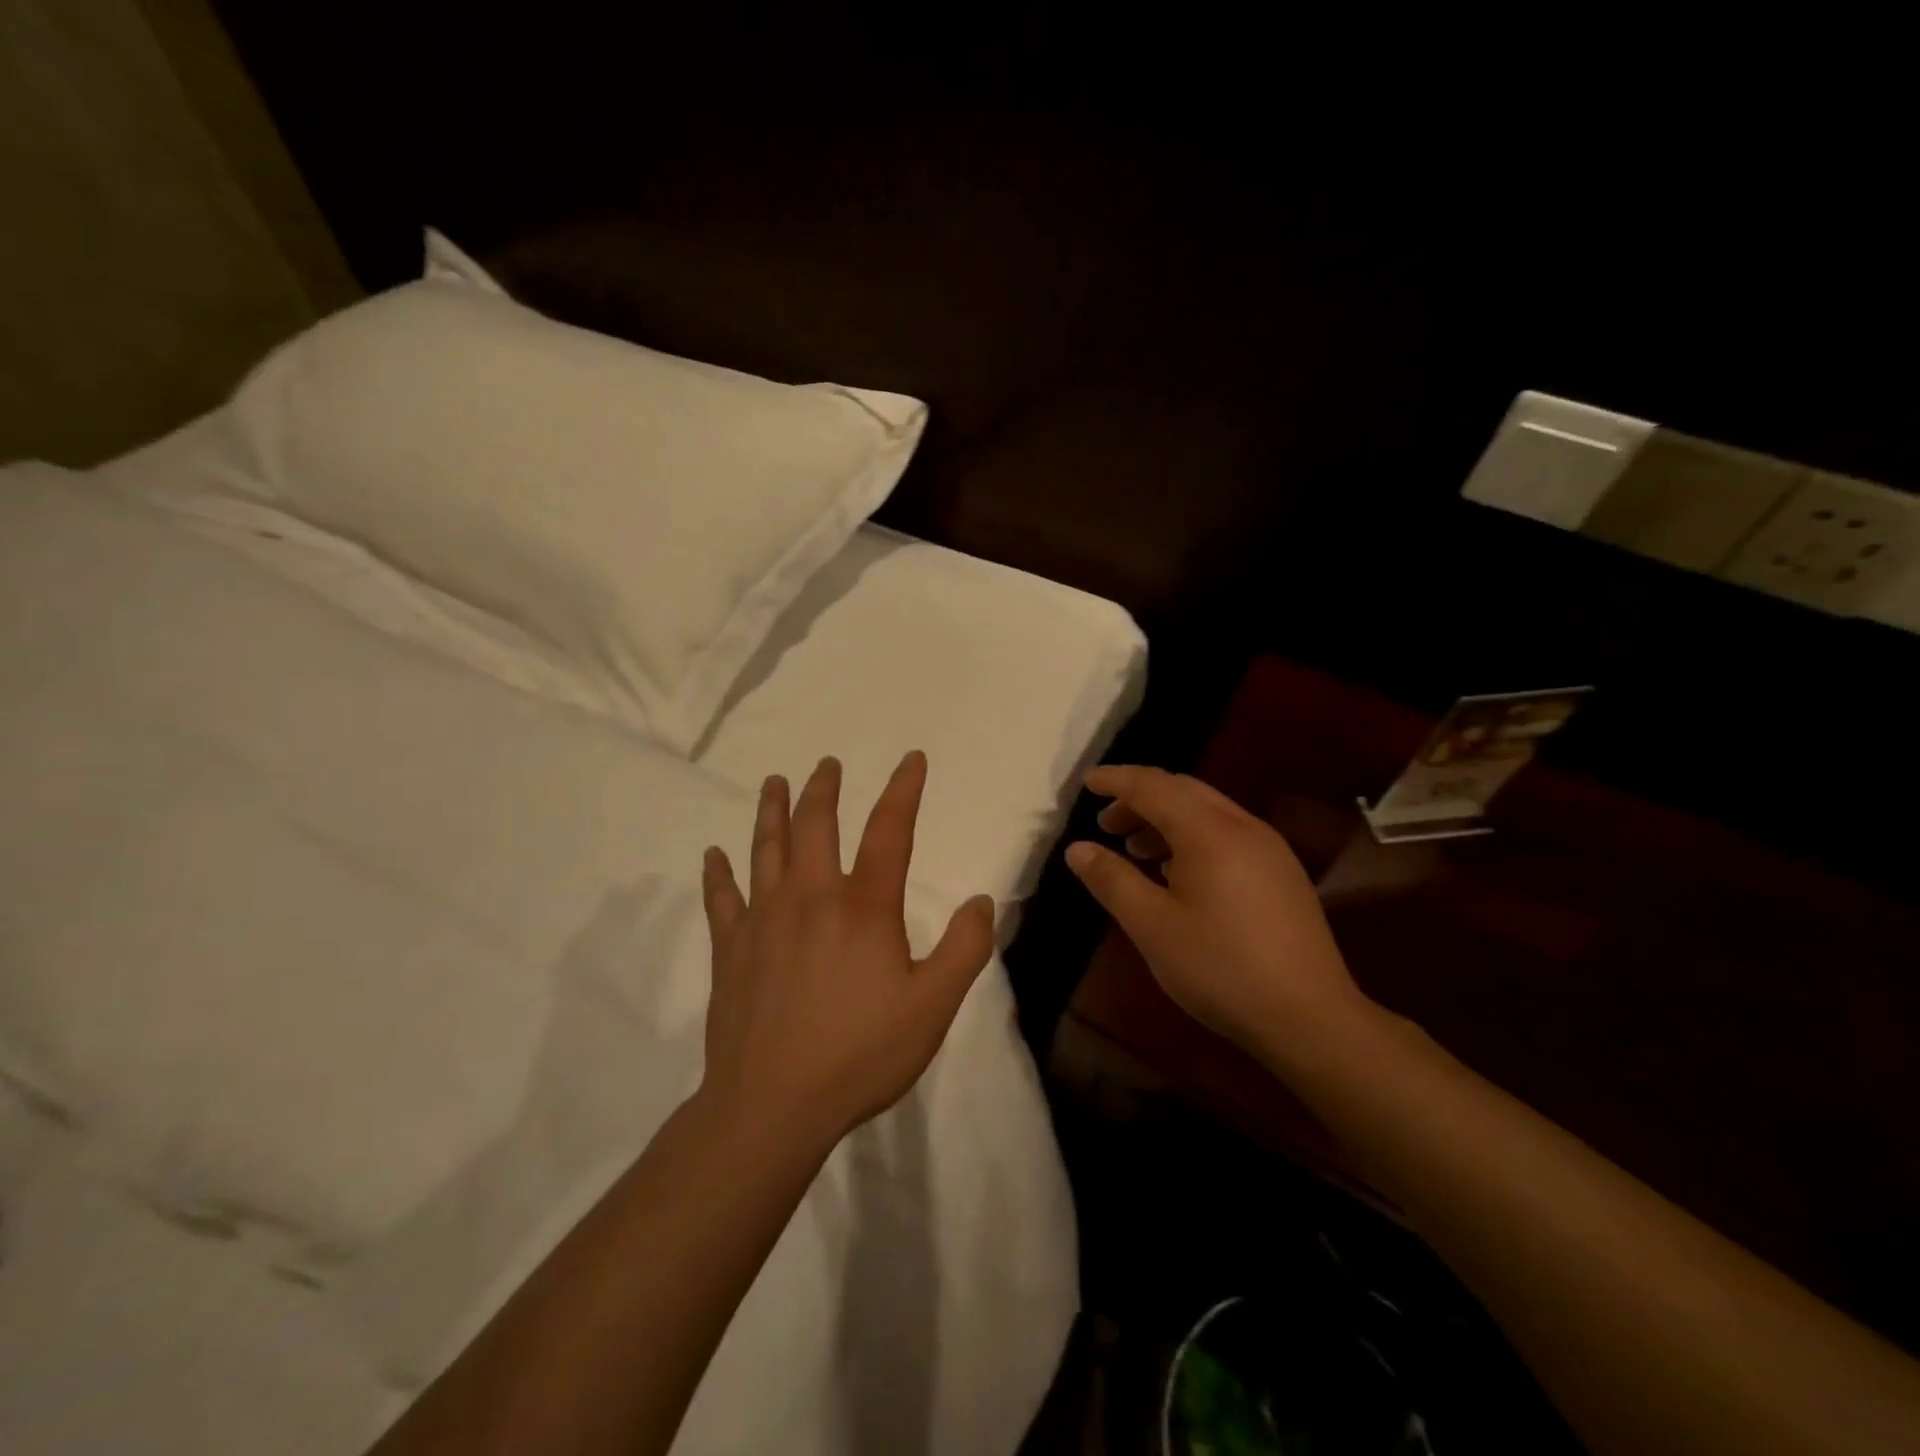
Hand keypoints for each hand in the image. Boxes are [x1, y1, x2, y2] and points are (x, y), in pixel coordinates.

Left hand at [699, 751, 995, 1145]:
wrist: (772, 1106)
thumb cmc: (860, 1055)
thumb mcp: (933, 1007)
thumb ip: (964, 949)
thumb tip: (981, 901)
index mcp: (863, 907)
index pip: (888, 831)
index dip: (903, 790)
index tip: (911, 759)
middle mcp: (811, 898)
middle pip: (815, 826)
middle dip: (824, 789)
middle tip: (827, 764)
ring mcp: (764, 920)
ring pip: (766, 848)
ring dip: (771, 810)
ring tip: (774, 782)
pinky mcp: (731, 949)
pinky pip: (721, 899)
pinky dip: (717, 873)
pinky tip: (713, 855)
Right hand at [1065, 765, 1370, 1063]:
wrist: (1311, 1018)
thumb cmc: (1220, 967)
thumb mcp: (1152, 926)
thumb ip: (1112, 880)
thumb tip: (1077, 848)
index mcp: (1209, 831)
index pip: (1154, 785)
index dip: (1116, 780)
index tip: (1086, 783)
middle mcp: (1243, 827)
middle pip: (1183, 791)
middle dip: (1140, 799)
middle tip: (1106, 825)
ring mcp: (1269, 850)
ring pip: (1207, 813)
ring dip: (1166, 820)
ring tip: (1135, 851)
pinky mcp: (1282, 874)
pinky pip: (1227, 835)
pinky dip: (1192, 838)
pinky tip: (1177, 875)